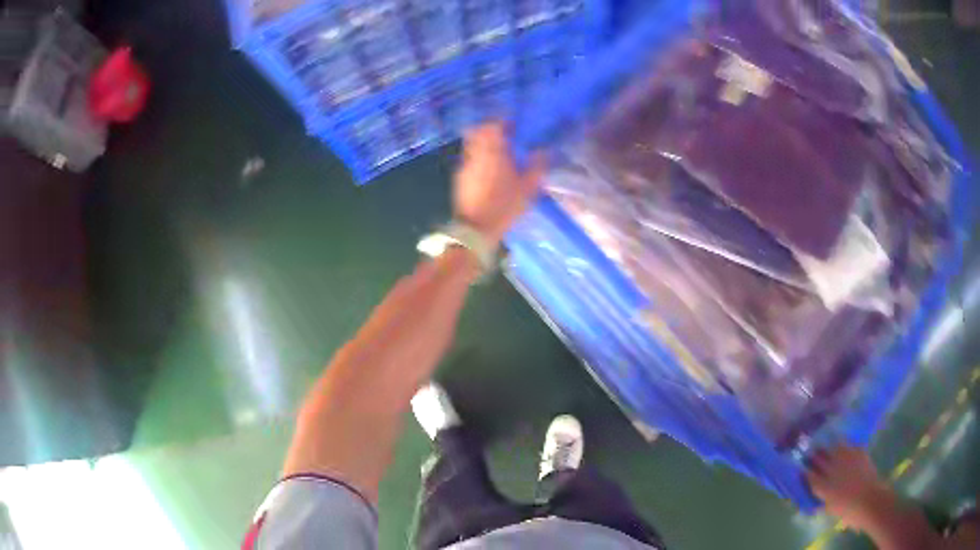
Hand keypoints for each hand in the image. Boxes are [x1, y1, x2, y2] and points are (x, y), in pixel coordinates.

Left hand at [454, 122, 546, 245]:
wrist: (476, 229)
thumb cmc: (504, 206)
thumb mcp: (528, 187)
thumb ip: (537, 166)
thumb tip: (544, 151)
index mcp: (493, 151)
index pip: (493, 125)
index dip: (502, 121)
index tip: (512, 124)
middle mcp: (476, 153)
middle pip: (478, 130)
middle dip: (490, 128)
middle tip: (503, 134)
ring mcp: (465, 165)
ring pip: (471, 143)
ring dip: (482, 142)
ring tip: (496, 151)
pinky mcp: (459, 177)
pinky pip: (469, 158)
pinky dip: (477, 156)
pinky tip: (487, 168)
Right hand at [806, 446, 892, 528]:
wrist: (870, 500)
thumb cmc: (848, 511)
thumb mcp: (831, 509)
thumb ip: (823, 499)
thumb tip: (817, 495)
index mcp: (822, 486)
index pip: (809, 475)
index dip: (805, 471)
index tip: (801, 468)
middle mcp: (832, 469)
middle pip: (819, 458)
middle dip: (814, 456)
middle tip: (811, 454)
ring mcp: (846, 458)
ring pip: (834, 447)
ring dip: (829, 448)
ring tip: (828, 447)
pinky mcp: (858, 451)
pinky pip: (849, 445)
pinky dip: (846, 446)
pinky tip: (846, 448)